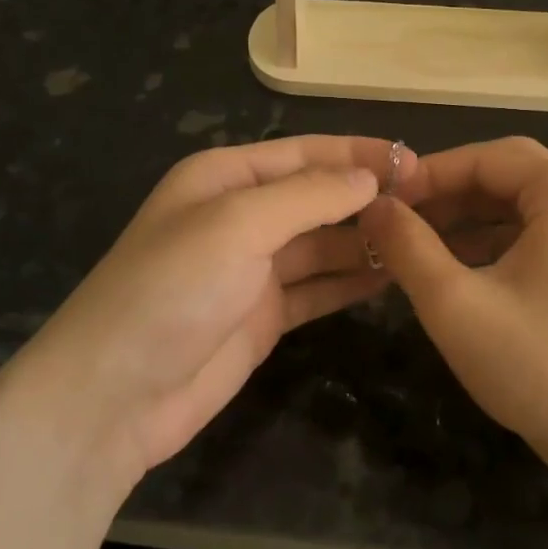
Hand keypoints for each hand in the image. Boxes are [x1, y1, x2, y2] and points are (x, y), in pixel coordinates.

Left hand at [17, 136, 416, 476]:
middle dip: (368, 198)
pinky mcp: (264, 316)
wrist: (114, 395)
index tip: (417, 163)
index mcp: (225, 177)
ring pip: (324, 245)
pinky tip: (393, 278)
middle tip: (433, 206)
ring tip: (425, 241)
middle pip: (317, 198)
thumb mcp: (238, 225)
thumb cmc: (171, 289)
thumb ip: (308, 197)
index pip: (305, 153)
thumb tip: (369, 178)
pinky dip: (352, 282)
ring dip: (367, 241)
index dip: (359, 155)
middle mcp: (241, 216)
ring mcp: (253, 270)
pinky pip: (318, 288)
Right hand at [360, 137, 547, 481]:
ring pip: (519, 205)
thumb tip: (372, 206)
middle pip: (506, 174)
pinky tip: (457, 268)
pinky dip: (494, 242)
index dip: (427, 174)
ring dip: (467, 219)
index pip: (486, 158)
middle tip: (398, 218)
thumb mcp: (454, 303)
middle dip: (448, 194)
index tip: (382, 200)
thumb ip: (406, 245)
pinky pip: (538, 233)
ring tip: (416, 245)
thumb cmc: (537, 366)